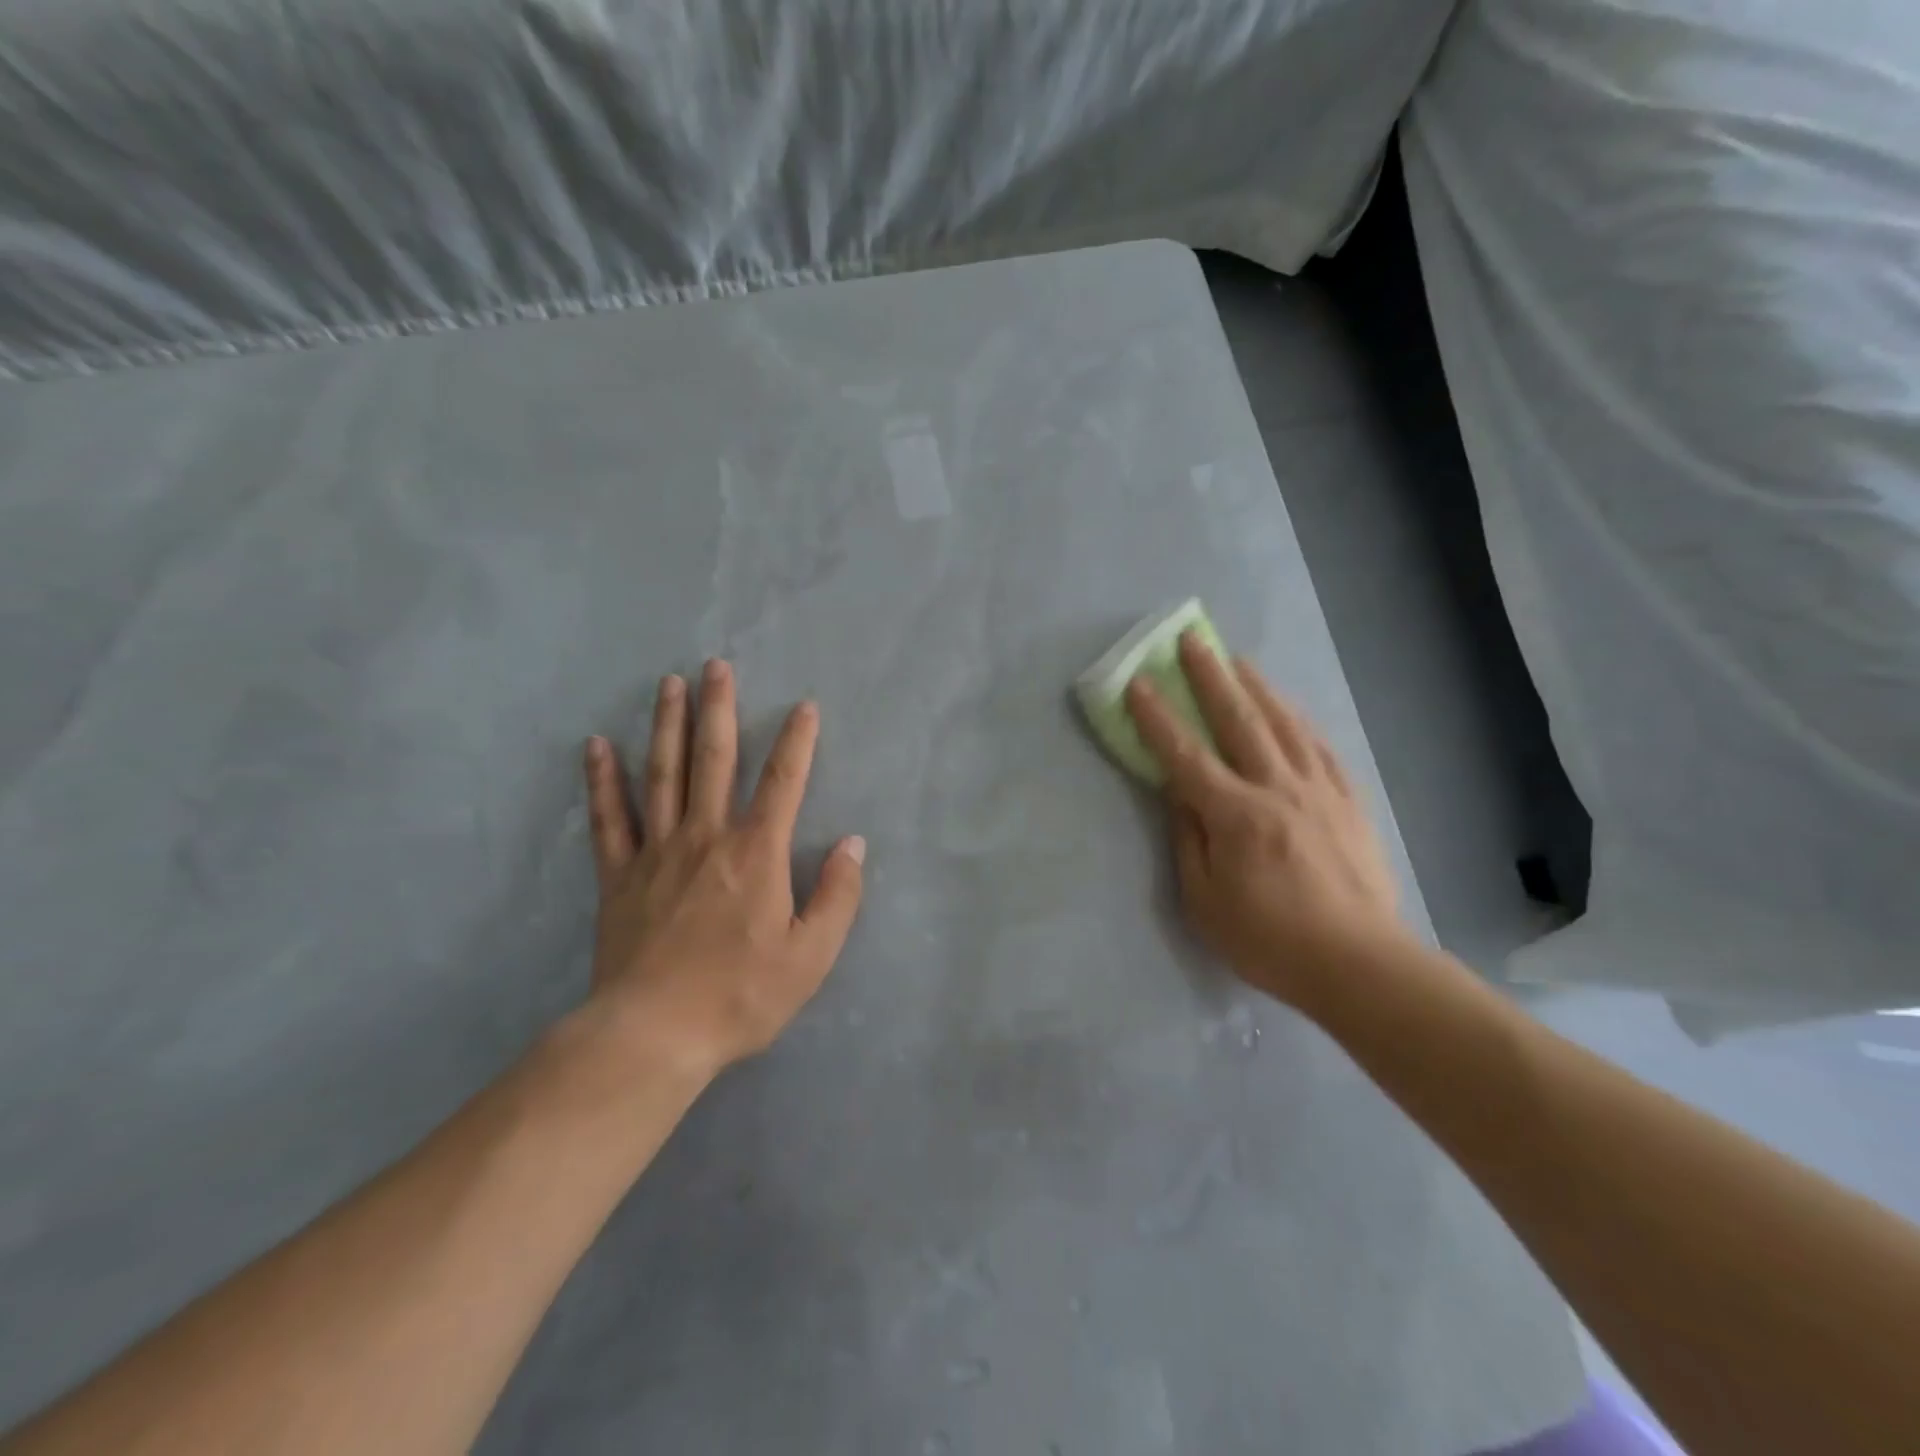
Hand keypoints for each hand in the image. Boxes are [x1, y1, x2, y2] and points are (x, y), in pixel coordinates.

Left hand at [579, 659, 865, 1078]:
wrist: (653, 1035)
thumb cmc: (740, 995)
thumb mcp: (811, 956)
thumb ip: (837, 896)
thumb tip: (852, 844)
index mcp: (756, 853)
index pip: (783, 782)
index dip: (797, 741)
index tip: (804, 706)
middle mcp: (706, 837)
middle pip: (714, 760)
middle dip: (718, 709)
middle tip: (716, 665)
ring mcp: (657, 852)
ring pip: (663, 774)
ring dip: (668, 725)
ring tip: (670, 684)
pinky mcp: (619, 876)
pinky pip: (609, 818)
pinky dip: (603, 780)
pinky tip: (598, 746)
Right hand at [1125, 633, 1407, 1006]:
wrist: (1359, 963)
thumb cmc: (1269, 940)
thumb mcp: (1205, 902)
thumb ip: (1188, 841)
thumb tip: (1178, 794)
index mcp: (1235, 816)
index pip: (1185, 756)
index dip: (1157, 718)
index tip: (1138, 683)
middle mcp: (1277, 789)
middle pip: (1239, 721)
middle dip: (1210, 677)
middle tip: (1192, 640)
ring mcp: (1318, 790)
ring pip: (1283, 724)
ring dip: (1256, 686)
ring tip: (1237, 659)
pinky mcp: (1347, 801)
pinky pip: (1319, 747)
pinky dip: (1298, 719)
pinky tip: (1288, 707)